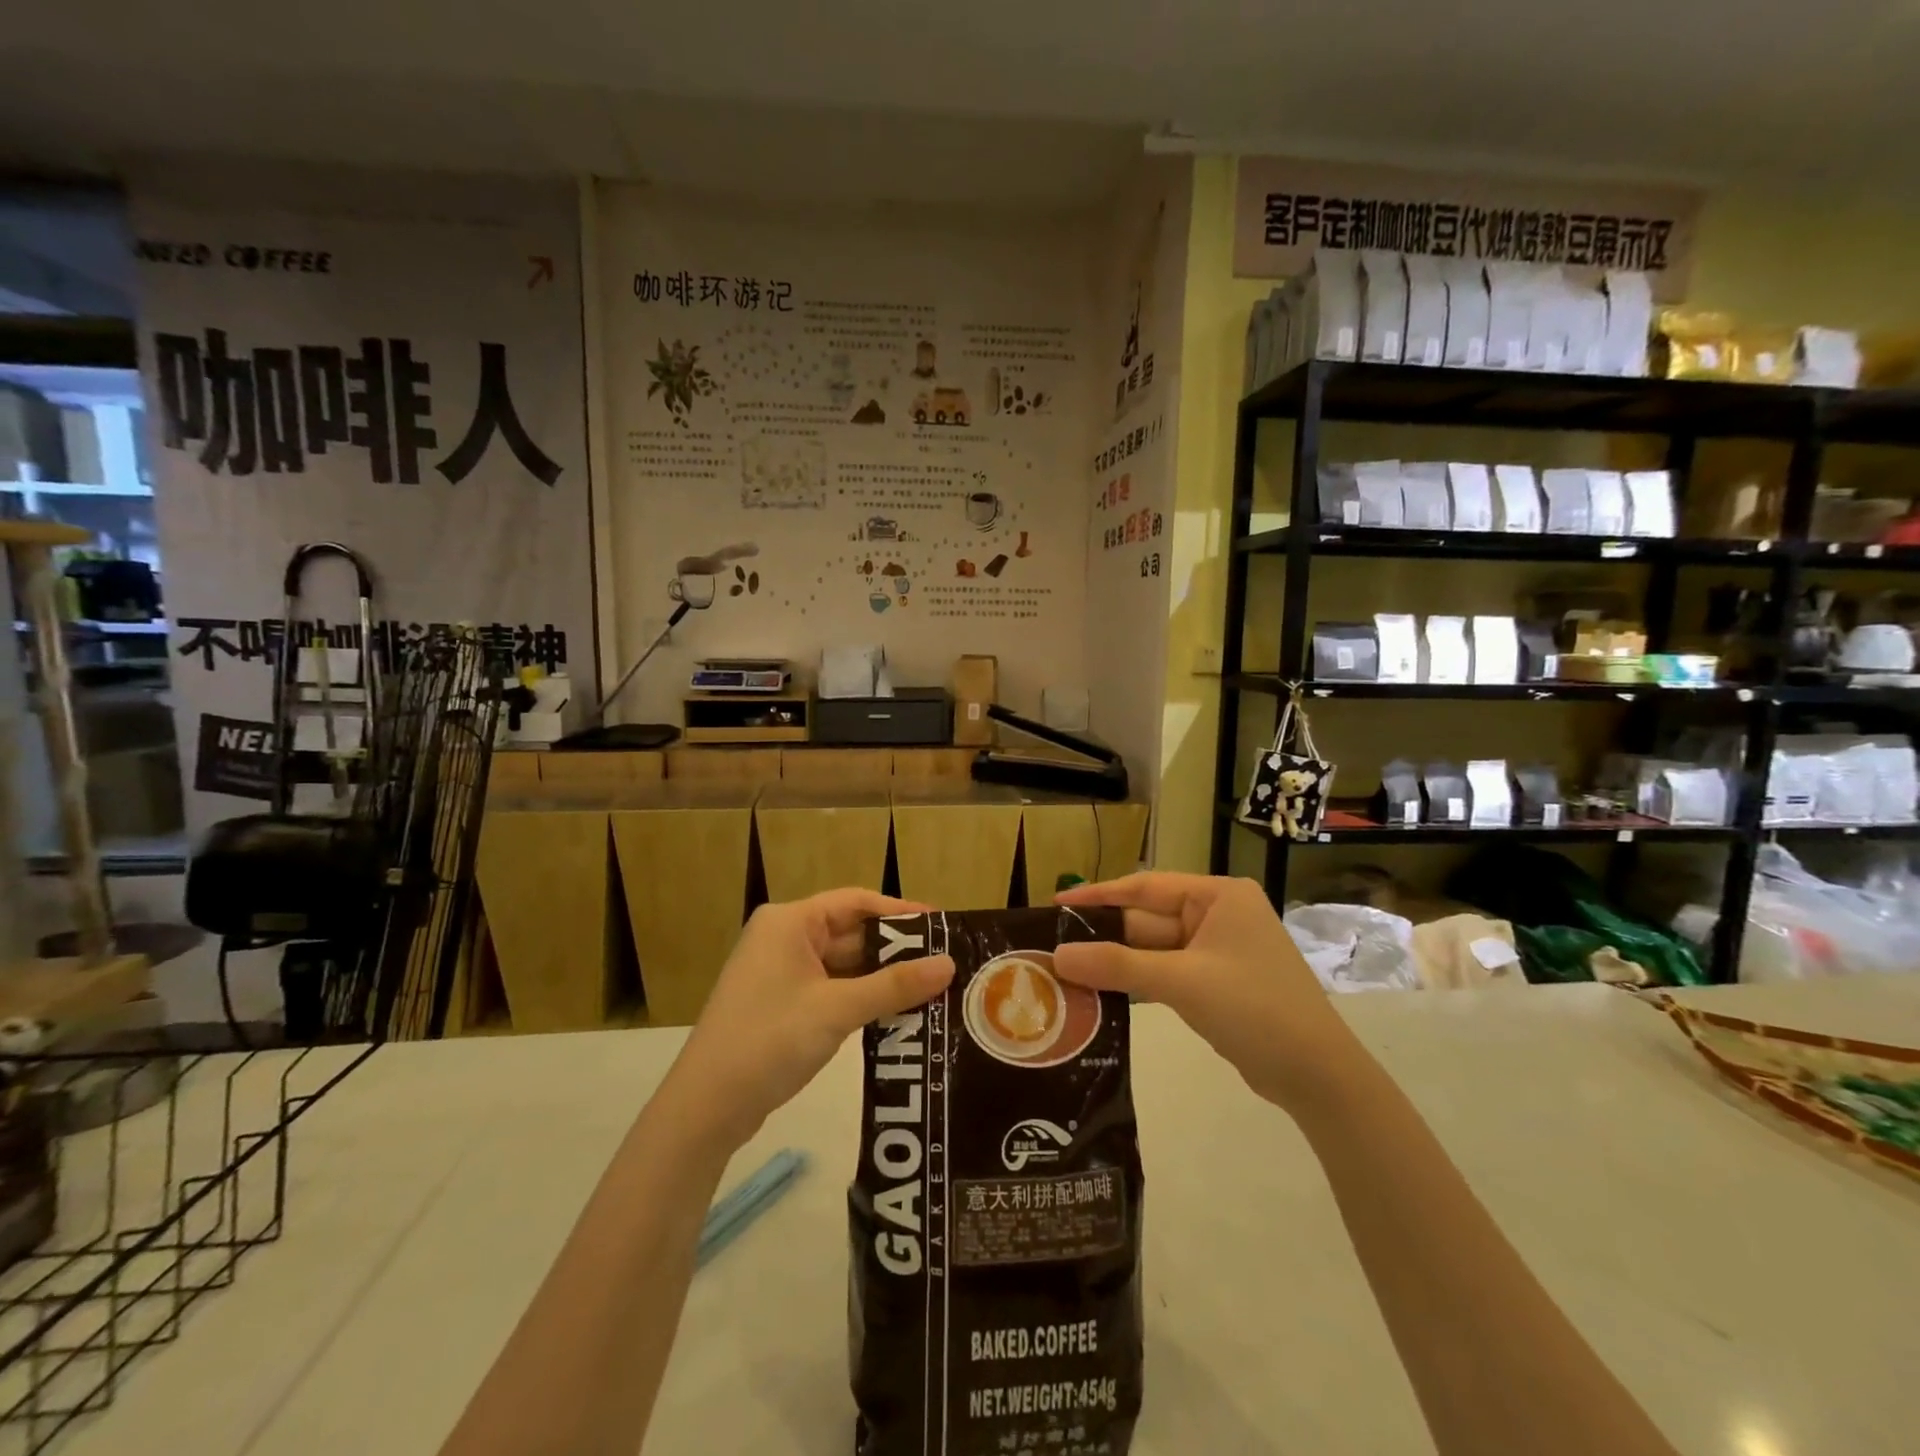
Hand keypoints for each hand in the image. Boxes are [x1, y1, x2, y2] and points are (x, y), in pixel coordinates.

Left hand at [664, 889, 954, 1148]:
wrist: (705, 1108)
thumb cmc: (769, 1040)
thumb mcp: (837, 1009)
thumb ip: (894, 986)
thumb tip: (949, 964)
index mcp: (790, 922)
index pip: (856, 902)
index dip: (900, 912)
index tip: (941, 925)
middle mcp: (784, 938)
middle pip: (851, 933)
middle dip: (895, 950)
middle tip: (943, 962)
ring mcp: (780, 973)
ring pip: (843, 965)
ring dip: (881, 978)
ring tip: (930, 988)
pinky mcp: (781, 1004)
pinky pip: (831, 989)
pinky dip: (861, 997)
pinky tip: (895, 1012)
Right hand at [1052, 873, 1365, 1116]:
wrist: (1318, 1077)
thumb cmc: (1254, 1008)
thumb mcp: (1181, 981)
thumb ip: (1117, 965)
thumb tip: (1057, 956)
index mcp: (1218, 896)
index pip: (1146, 886)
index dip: (1099, 895)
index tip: (1056, 905)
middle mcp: (1218, 915)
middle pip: (1147, 920)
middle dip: (1104, 936)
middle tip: (1051, 946)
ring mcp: (1218, 952)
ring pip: (1153, 950)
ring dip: (1116, 963)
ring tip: (1065, 970)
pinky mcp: (1216, 985)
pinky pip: (1165, 974)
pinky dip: (1136, 983)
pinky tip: (1100, 993)